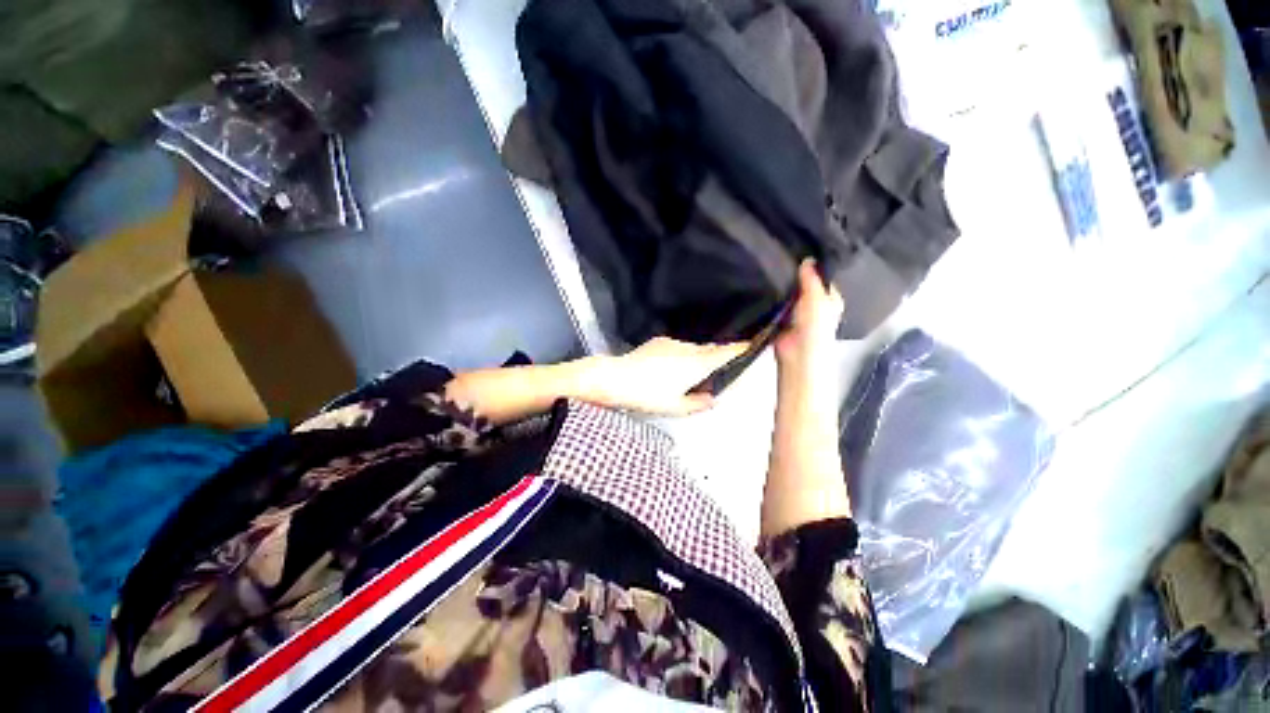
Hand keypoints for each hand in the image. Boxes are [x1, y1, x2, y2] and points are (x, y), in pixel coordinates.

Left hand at [573, 337, 748, 415]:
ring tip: (690, 374)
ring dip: (698, 357)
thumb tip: (712, 399)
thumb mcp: (675, 407)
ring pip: (694, 348)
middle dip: (719, 356)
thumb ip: (698, 403)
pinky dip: (682, 355)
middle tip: (720, 369)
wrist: (614, 378)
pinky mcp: (658, 342)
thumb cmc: (646, 395)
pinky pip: (678, 347)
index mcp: (696, 364)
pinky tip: (670, 368)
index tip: (752, 344)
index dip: (740, 348)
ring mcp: (672, 343)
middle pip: (711, 349)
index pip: (725, 353)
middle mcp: (688, 349)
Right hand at [774, 259, 843, 376]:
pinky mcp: (780, 319)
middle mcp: (814, 305)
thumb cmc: (815, 325)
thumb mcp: (817, 297)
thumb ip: (811, 278)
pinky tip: (764, 287)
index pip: (821, 278)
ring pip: (788, 295)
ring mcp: (796, 313)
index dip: (812, 267)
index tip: (799, 251)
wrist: (797, 353)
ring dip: (781, 288)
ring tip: (770, 268)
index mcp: (830, 299)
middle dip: (794, 277)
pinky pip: (775, 305)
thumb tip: (808, 259)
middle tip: (780, 257)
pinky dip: (771, 299)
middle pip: (803, 286)